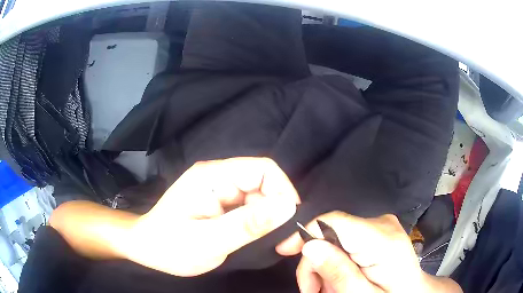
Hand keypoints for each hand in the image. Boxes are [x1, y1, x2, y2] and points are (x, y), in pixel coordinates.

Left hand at [122, 157, 299, 276]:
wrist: (147, 248)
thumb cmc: (170, 246)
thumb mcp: (208, 241)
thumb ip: (247, 225)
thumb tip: (288, 207)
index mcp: (212, 176)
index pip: (263, 169)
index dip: (283, 190)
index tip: (291, 220)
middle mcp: (218, 177)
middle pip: (263, 182)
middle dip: (277, 209)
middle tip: (283, 240)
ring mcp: (219, 190)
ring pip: (259, 196)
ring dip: (269, 218)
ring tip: (269, 242)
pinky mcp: (220, 203)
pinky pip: (249, 207)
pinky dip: (258, 222)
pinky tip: (256, 238)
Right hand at [287, 212, 461, 292]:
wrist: (413, 291)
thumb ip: (339, 273)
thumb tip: (310, 246)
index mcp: (383, 240)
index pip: (335, 222)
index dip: (306, 232)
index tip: (284, 251)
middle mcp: (382, 224)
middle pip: (331, 232)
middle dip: (316, 263)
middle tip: (313, 290)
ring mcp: (380, 225)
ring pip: (335, 238)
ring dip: (325, 265)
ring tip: (328, 289)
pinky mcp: (376, 230)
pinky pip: (345, 240)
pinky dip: (336, 261)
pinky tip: (339, 278)